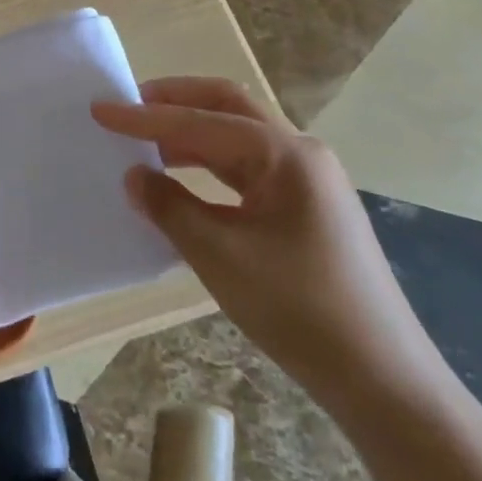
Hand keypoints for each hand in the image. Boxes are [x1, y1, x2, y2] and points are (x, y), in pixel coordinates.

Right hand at [92, 79, 442, 413]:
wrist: (382, 379)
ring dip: (190, 132)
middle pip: (227, 106)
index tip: (99, 109)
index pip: (200, 122)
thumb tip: (135, 176)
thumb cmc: (299, 310)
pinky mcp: (306, 207)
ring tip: (144, 142)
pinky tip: (181, 179)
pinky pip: (247, 167)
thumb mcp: (220, 256)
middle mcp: (300, 154)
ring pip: (237, 135)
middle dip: (175, 100)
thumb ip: (170, 207)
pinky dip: (208, 162)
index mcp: (285, 155)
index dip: (144, 117)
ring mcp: (308, 180)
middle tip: (127, 106)